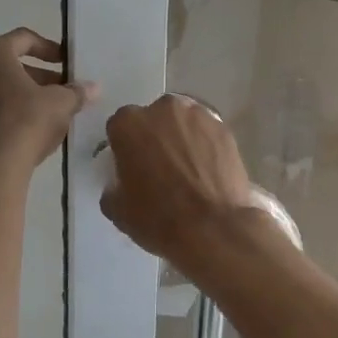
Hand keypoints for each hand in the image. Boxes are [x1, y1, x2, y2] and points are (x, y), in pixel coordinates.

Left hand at [0, 28, 97, 173]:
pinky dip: (9, 109)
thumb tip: (94, 88)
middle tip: (62, 88)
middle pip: (9, 63)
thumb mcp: (61, 103)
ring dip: (24, 92)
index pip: (24, 39)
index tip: (66, 63)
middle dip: (39, 74)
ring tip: (50, 108)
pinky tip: (30, 126)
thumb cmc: (27, 121)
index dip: (49, 49)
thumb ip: (76, 91)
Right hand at [100, 95, 262, 262]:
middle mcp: (162, 109)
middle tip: (161, 166)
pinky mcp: (224, 128)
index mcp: (128, 124)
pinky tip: (208, 170)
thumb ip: (113, 186)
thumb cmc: (158, 219)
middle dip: (155, 137)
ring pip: (182, 122)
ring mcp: (197, 115)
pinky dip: (205, 145)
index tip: (132, 166)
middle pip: (153, 118)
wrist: (213, 229)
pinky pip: (207, 133)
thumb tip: (121, 183)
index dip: (125, 148)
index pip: (120, 128)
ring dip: (181, 137)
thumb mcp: (118, 210)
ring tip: (188, 168)